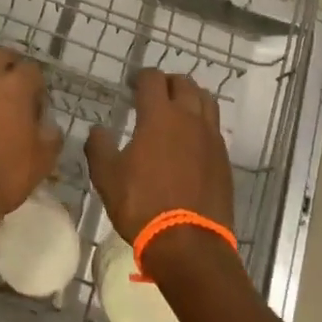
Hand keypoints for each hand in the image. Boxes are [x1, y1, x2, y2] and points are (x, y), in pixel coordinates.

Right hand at [85, 69, 235, 243]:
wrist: (189, 244)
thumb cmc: (142, 205)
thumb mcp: (107, 177)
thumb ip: (99, 147)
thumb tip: (98, 130)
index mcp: (159, 116)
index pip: (153, 79)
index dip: (140, 77)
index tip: (131, 86)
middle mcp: (189, 119)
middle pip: (184, 84)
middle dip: (168, 83)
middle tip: (154, 95)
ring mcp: (211, 139)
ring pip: (206, 101)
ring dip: (191, 98)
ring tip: (178, 111)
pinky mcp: (224, 160)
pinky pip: (214, 129)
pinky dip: (202, 124)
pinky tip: (191, 141)